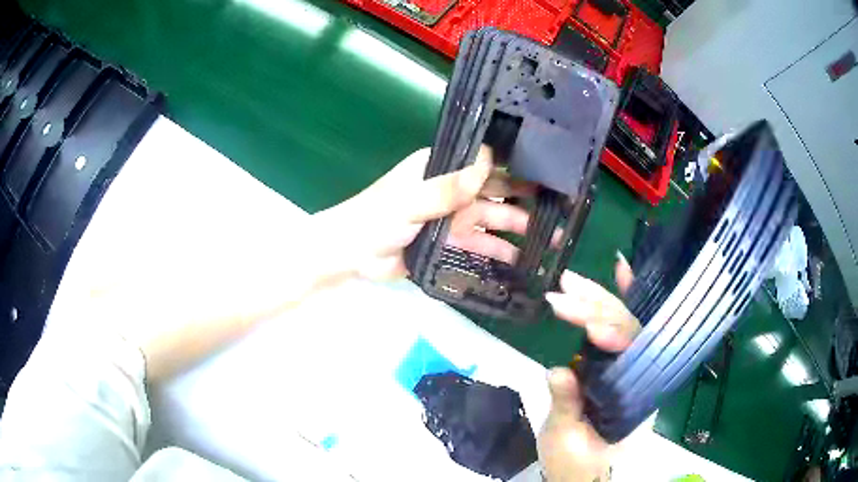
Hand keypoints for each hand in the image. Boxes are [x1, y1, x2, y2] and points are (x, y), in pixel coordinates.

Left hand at [313, 147, 534, 279]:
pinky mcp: (449, 244)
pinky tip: (519, 263)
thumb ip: (447, 187)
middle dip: (526, 202)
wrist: (351, 255)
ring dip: (517, 231)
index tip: (548, 174)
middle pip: (496, 193)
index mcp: (442, 168)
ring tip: (547, 244)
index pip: (486, 161)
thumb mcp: (411, 200)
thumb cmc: (375, 218)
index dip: (516, 166)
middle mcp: (452, 190)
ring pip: (492, 222)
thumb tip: (489, 162)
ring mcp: (452, 218)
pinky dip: (497, 254)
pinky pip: (479, 247)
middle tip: (559, 212)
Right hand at [538, 256, 639, 481]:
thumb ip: (567, 406)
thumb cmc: (578, 464)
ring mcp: (627, 368)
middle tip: (566, 288)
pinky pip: (616, 331)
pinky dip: (610, 305)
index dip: (618, 337)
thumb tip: (559, 370)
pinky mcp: (613, 366)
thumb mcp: (566, 442)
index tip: (592, 329)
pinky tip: (609, 280)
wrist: (580, 474)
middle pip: (630, 331)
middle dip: (599, 308)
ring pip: (622, 325)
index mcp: (638, 398)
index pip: (637, 357)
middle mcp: (641, 376)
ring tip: (569, 281)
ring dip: (597, 300)